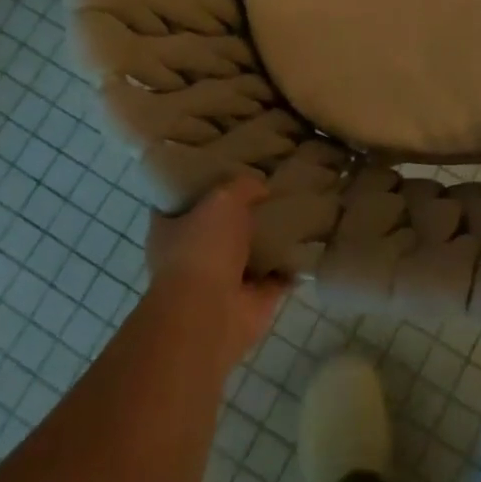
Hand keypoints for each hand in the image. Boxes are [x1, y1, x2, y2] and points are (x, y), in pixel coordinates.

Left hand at [147, 174, 289, 368]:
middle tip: (271, 186)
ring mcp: (221, 281)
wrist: (211, 314)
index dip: (201, 183)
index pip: (180, 200)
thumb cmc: (203, 248)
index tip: (227, 167)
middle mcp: (191, 256)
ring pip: (249, 253)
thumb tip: (260, 188)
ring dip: (269, 240)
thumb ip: (243, 186)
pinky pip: (276, 276)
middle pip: (219, 226)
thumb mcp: (223, 199)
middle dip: (242, 212)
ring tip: (298, 210)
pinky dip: (291, 265)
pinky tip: (311, 242)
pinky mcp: (251, 301)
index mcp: (169, 230)